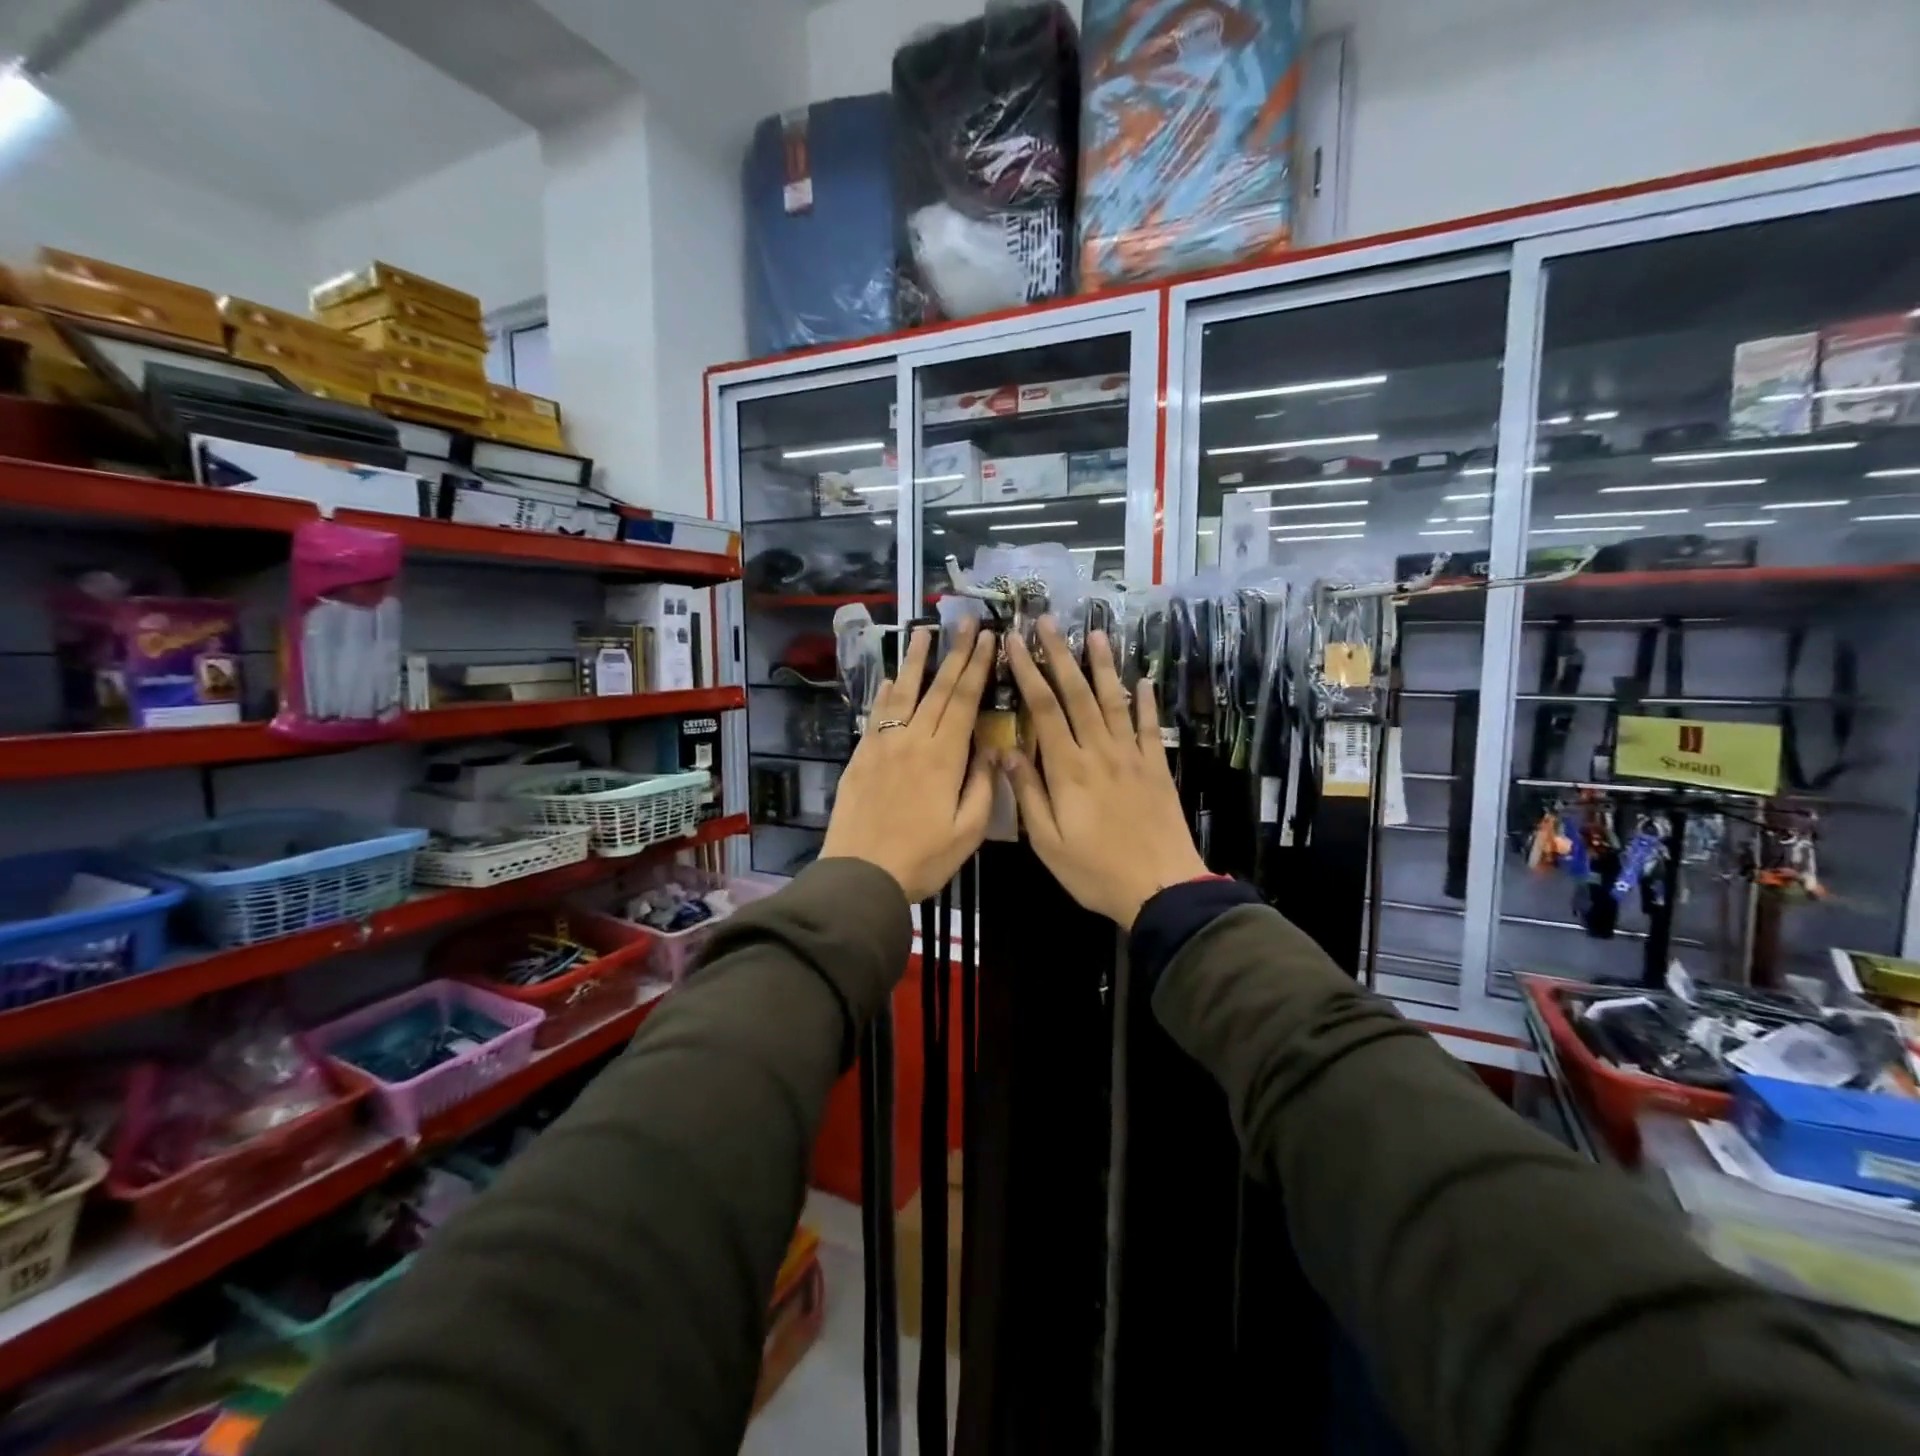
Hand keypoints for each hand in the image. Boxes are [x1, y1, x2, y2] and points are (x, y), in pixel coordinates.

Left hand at [821, 619, 996, 902]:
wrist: (860, 875)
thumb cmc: (922, 859)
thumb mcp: (967, 832)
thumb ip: (982, 786)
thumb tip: (989, 749)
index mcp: (944, 757)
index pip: (964, 701)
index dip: (976, 667)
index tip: (986, 638)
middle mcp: (913, 741)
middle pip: (937, 689)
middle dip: (953, 652)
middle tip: (963, 621)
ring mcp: (883, 746)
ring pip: (903, 694)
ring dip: (915, 661)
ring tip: (922, 631)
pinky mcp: (861, 757)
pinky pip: (877, 716)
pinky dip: (886, 694)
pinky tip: (891, 679)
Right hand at [1001, 619, 1208, 927]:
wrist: (1160, 888)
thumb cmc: (1095, 870)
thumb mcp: (1047, 841)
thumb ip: (1027, 793)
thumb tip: (1005, 751)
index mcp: (1068, 769)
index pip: (1044, 709)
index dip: (1029, 672)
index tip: (1016, 643)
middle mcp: (1100, 752)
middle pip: (1077, 694)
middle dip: (1061, 654)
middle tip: (1049, 621)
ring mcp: (1132, 757)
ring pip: (1114, 702)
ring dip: (1103, 666)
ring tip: (1097, 632)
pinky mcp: (1157, 768)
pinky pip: (1150, 727)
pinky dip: (1146, 702)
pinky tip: (1143, 681)